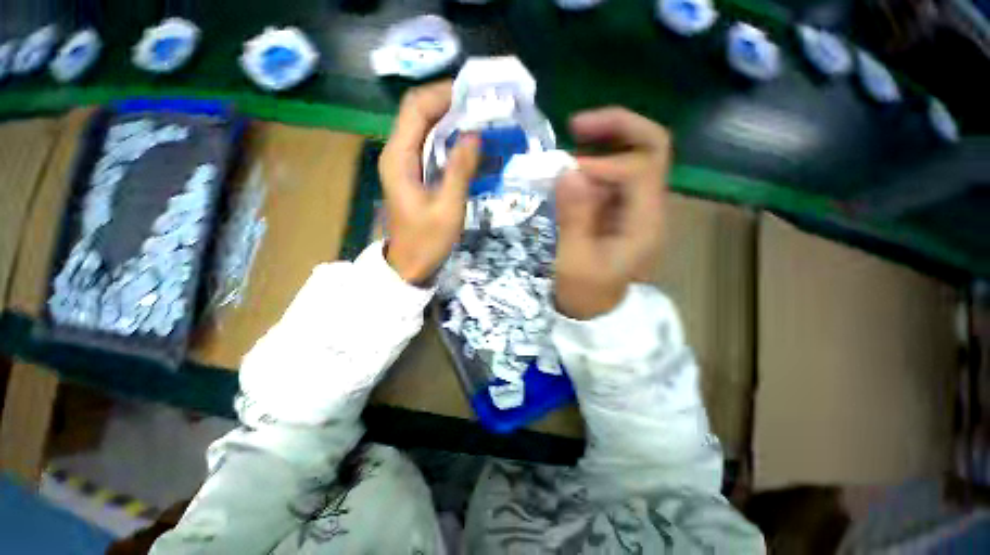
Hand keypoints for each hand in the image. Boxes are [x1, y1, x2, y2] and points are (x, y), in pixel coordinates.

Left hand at [379, 82, 480, 284]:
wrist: (410, 265)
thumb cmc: (426, 241)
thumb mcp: (447, 208)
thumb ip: (460, 171)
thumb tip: (474, 135)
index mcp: (399, 158)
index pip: (416, 108)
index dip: (443, 95)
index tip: (474, 95)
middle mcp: (397, 153)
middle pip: (419, 113)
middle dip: (450, 105)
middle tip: (482, 107)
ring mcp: (405, 164)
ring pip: (426, 129)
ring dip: (451, 121)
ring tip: (480, 121)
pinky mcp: (414, 174)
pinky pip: (431, 147)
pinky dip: (450, 141)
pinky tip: (469, 145)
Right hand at [554, 108, 669, 319]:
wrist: (595, 313)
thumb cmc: (585, 295)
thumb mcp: (575, 262)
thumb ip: (574, 219)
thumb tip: (569, 171)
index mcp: (644, 223)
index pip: (641, 168)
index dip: (604, 162)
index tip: (566, 172)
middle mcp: (647, 208)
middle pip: (650, 149)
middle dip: (616, 128)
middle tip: (576, 124)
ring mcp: (633, 207)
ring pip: (631, 157)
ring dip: (602, 143)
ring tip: (569, 141)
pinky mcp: (618, 211)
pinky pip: (611, 176)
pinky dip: (592, 164)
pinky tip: (569, 169)